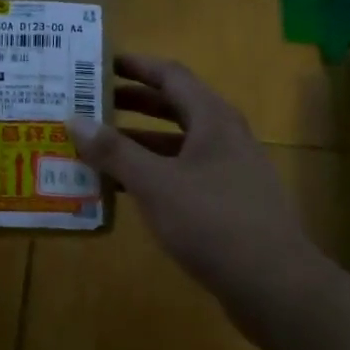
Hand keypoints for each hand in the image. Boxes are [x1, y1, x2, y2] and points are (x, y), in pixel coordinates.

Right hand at [70, 55, 327, 326]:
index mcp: (213, 119)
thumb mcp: (155, 184)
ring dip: (138, 142)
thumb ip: (114, 152)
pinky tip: (124, 189)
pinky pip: (182, 174)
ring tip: (97, 146)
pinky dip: (152, 173)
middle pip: (174, 107)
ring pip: (177, 144)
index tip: (100, 64)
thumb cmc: (213, 222)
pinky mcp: (227, 202)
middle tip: (91, 103)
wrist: (274, 285)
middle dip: (132, 103)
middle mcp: (224, 137)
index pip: (171, 76)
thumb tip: (74, 120)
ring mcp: (229, 171)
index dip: (136, 66)